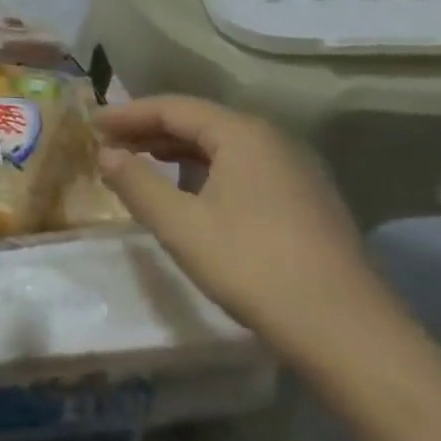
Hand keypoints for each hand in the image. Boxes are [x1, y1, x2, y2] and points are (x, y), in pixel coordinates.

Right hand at [95, 96, 400, 363]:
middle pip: (200, 121)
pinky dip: (205, 169)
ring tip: (140, 164)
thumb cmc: (253, 266)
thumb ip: (136, 183)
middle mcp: (273, 141)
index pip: (173, 107)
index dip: (128, 114)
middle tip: (110, 144)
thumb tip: (106, 154)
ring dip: (176, 150)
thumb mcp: (180, 225)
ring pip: (223, 145)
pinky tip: (190, 193)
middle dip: (150, 130)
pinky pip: (243, 167)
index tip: (92, 124)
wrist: (348, 333)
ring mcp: (296, 171)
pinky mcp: (306, 201)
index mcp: (242, 134)